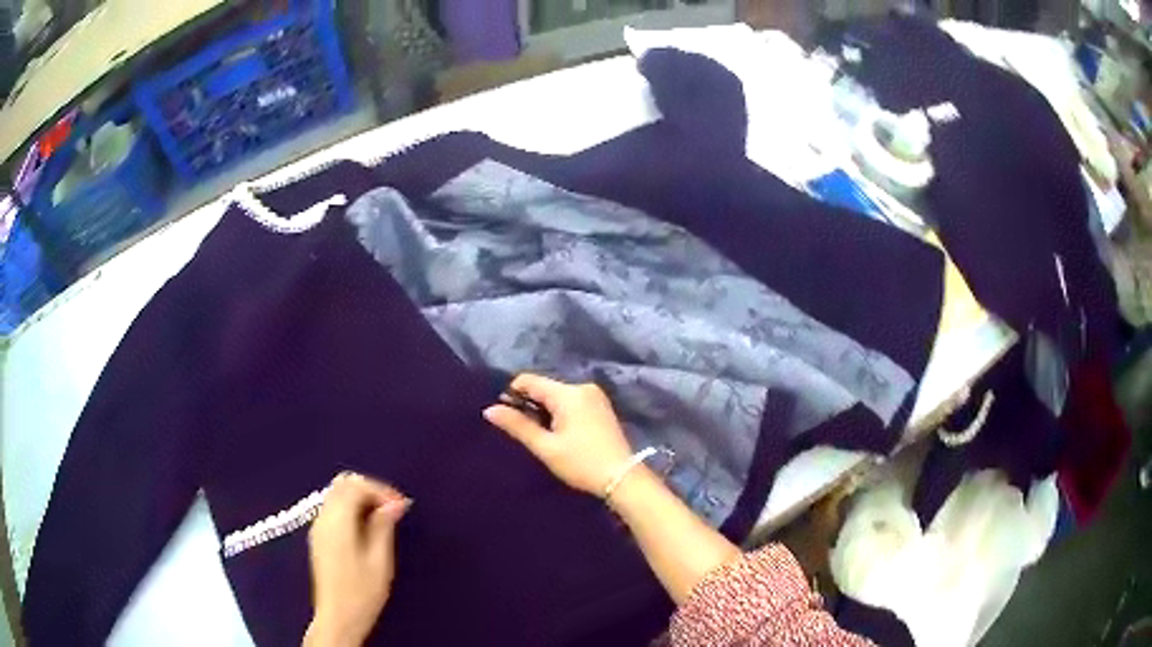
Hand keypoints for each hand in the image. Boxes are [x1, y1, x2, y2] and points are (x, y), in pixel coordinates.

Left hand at [305, 472, 410, 646]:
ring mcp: (318, 528)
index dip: (381, 490)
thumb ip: (384, 527)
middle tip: (393, 508)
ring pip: (337, 495)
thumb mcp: (380, 561)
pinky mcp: (319, 538)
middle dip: (370, 490)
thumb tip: (394, 504)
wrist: (338, 617)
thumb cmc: (362, 592)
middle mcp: (323, 518)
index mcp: (337, 521)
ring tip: (384, 518)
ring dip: (361, 499)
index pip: (356, 486)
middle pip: (343, 485)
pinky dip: (352, 509)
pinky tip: (368, 528)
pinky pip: (334, 509)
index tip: (402, 506)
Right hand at [484, 374, 633, 496]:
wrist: (622, 478)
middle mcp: (582, 387)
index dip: (512, 394)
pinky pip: (571, 402)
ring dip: (544, 410)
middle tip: (522, 431)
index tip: (504, 415)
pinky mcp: (601, 407)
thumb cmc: (581, 463)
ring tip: (540, 435)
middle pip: (544, 387)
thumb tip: (489, 409)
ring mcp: (594, 396)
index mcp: (568, 393)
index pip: (529, 381)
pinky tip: (558, 433)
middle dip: (529, 404)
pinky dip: (560, 413)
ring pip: (558, 395)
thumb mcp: (545, 447)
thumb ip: (517, 425)